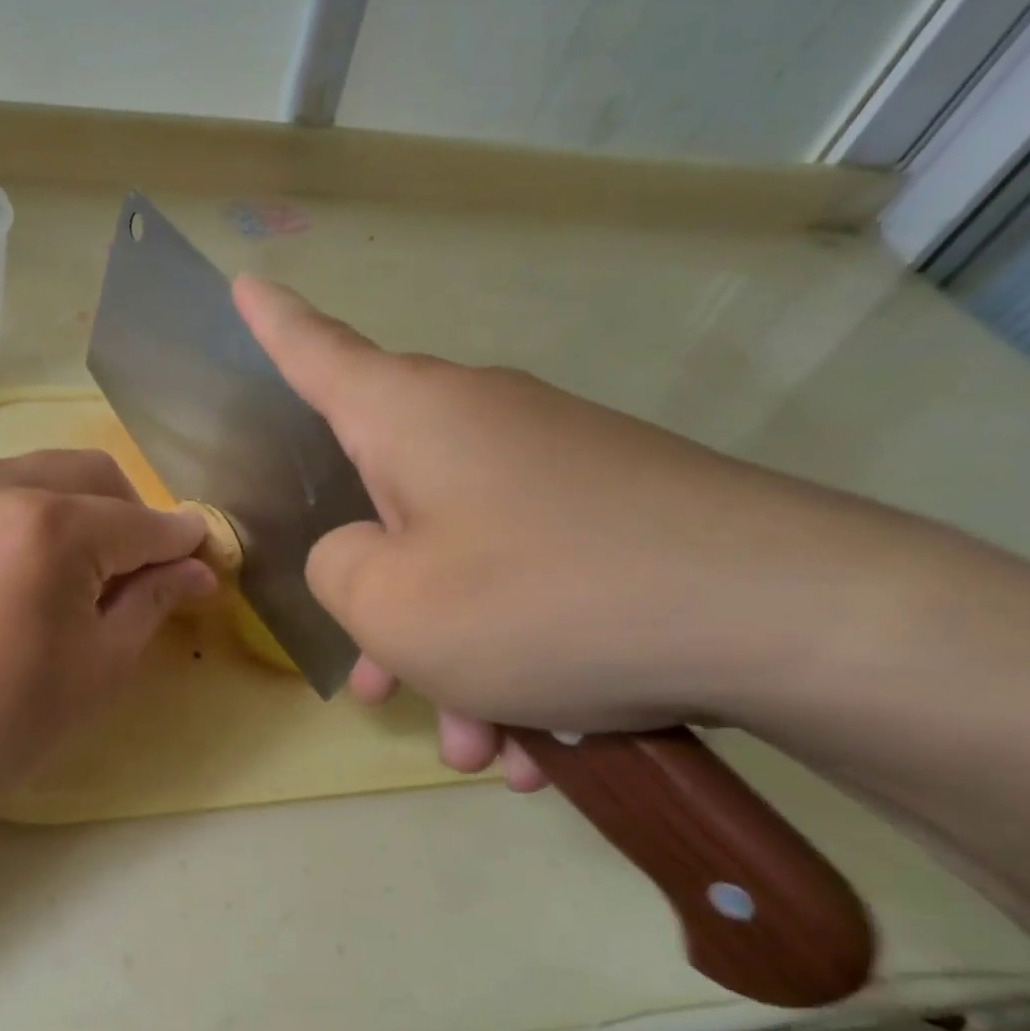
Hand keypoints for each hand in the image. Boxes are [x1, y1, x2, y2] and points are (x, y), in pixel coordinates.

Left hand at [0, 451, 215, 825]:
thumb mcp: (98, 667)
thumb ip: (153, 600)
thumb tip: (198, 567)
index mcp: (49, 524)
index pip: (143, 521)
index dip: (182, 543)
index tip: (205, 563)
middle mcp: (0, 481)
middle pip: (99, 476)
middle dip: (135, 519)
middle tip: (140, 577)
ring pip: (52, 472)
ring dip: (88, 510)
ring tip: (84, 574)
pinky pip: (7, 485)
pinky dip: (40, 510)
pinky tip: (34, 565)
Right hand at [233, 275, 883, 788]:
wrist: (784, 618)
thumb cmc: (540, 598)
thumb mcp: (392, 604)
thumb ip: (336, 570)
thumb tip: (358, 553)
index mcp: (409, 419)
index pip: (317, 353)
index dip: (272, 324)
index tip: (246, 283)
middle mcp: (476, 425)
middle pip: (389, 508)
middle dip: (382, 609)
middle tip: (381, 690)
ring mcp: (551, 470)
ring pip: (463, 567)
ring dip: (458, 662)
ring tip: (482, 747)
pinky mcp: (611, 516)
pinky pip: (529, 587)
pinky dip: (521, 662)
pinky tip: (546, 745)